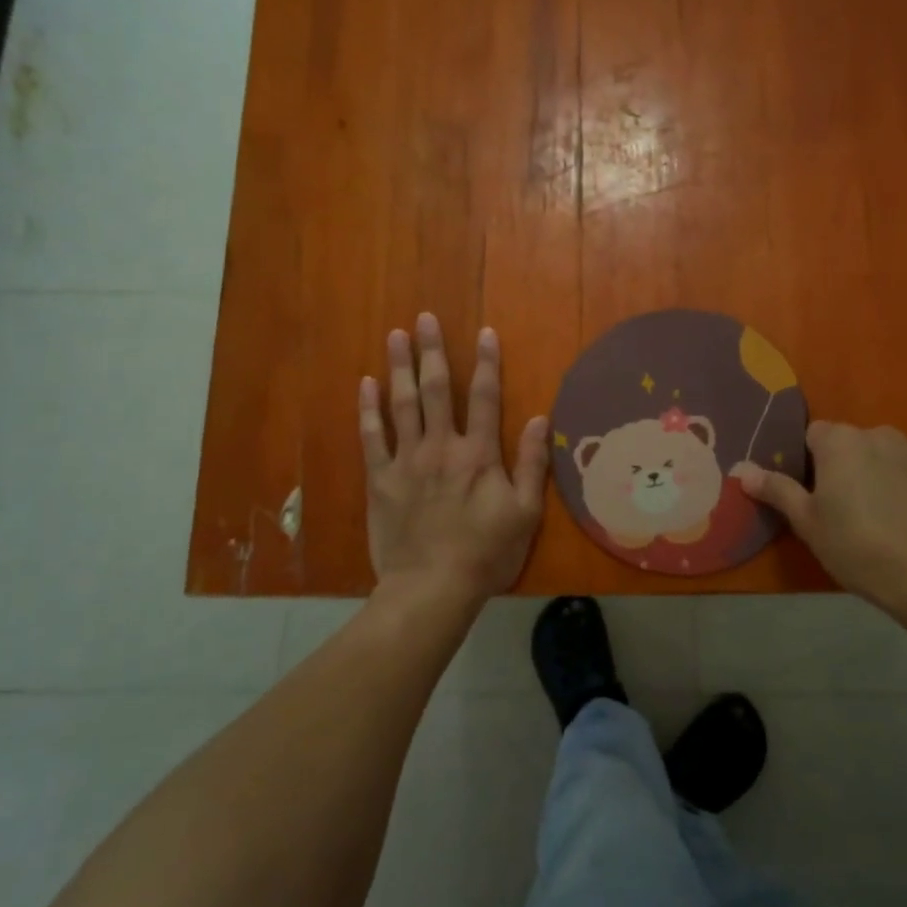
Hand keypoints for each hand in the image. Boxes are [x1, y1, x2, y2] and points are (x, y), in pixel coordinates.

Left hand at [360, 313, 550, 603]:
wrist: (431, 588)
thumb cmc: (486, 553)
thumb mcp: (525, 514)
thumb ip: (532, 464)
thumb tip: (541, 419)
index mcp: (479, 454)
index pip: (486, 397)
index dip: (487, 362)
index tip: (484, 331)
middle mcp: (442, 447)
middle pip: (437, 389)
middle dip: (432, 351)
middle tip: (424, 319)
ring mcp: (407, 461)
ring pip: (402, 404)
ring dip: (399, 367)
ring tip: (394, 336)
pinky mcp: (381, 479)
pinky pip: (372, 437)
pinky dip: (369, 409)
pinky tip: (366, 384)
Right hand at [733, 422, 906, 620]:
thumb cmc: (857, 546)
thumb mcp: (807, 522)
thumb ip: (776, 489)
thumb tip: (742, 469)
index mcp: (841, 441)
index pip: (813, 434)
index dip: (808, 461)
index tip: (811, 493)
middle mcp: (879, 434)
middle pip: (851, 443)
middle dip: (844, 467)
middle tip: (842, 509)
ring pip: (884, 455)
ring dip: (877, 473)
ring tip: (879, 516)